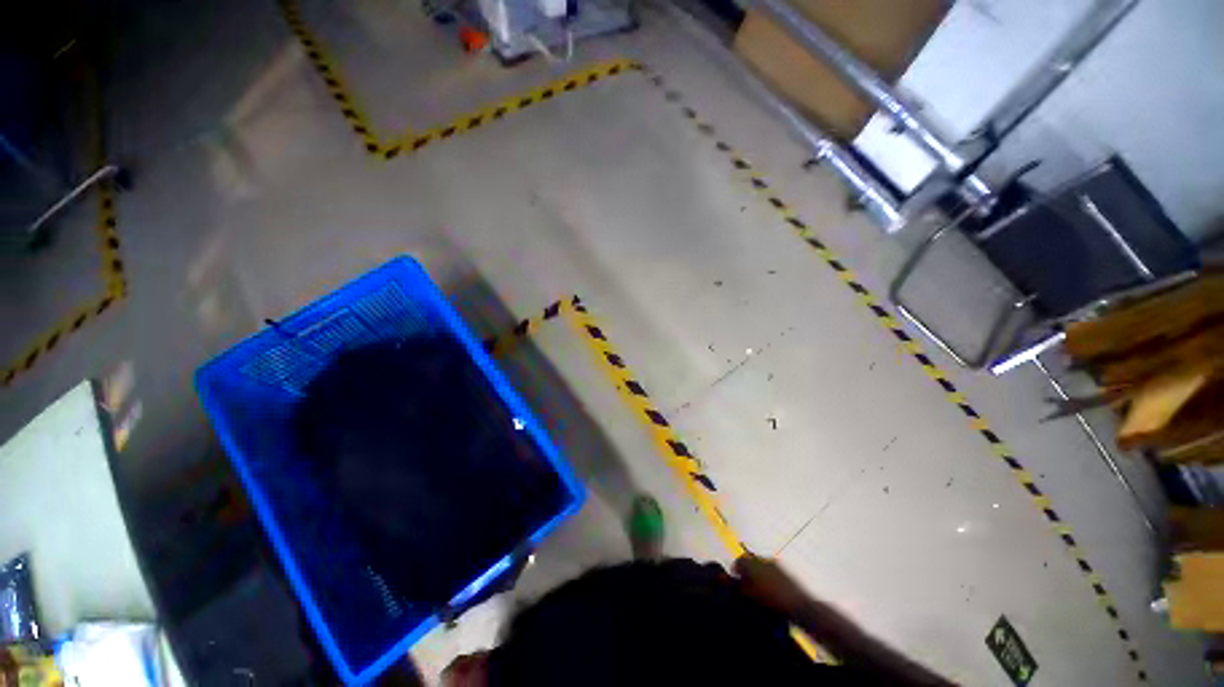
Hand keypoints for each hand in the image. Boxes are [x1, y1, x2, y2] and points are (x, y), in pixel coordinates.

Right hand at [733, 554, 814, 618]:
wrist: (798, 606)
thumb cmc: (770, 601)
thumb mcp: (748, 595)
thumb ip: (734, 585)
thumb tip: (721, 577)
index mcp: (752, 563)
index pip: (738, 561)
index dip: (735, 571)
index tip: (736, 583)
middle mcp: (762, 559)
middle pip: (750, 562)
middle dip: (747, 572)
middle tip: (746, 588)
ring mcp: (775, 564)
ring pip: (761, 566)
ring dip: (758, 575)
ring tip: (759, 591)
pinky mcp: (785, 572)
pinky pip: (771, 572)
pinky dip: (768, 578)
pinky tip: (771, 592)